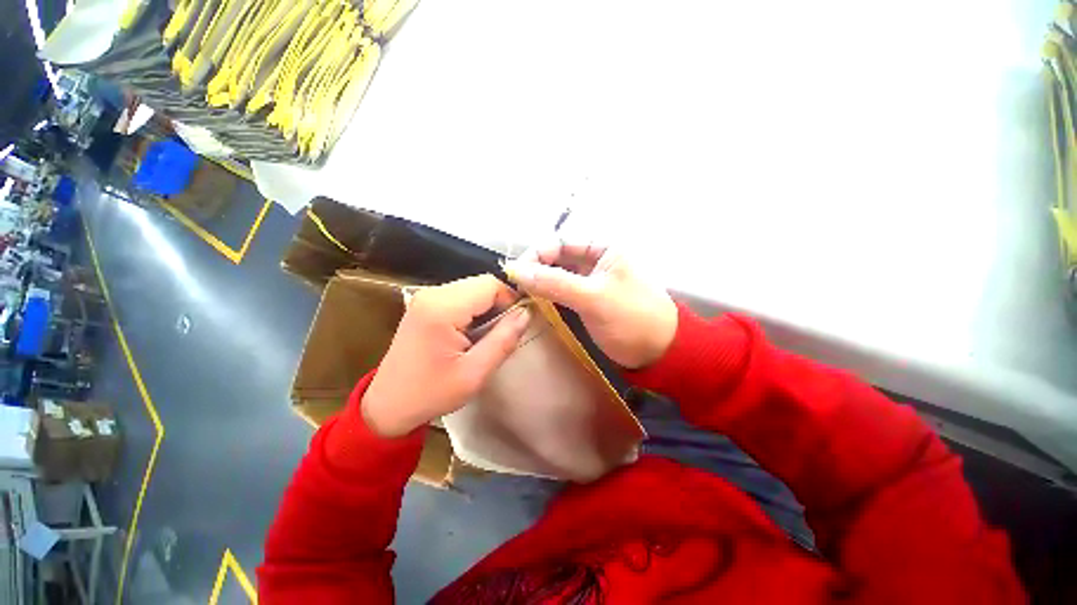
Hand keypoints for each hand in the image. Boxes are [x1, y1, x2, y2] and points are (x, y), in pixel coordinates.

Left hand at [362, 275, 530, 436]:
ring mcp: (427, 297)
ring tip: (487, 336)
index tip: (516, 324)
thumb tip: (526, 313)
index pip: (490, 284)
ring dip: (487, 308)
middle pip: (482, 283)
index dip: (510, 300)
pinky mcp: (426, 304)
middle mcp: (432, 294)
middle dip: (499, 304)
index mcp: (442, 308)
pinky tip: (472, 333)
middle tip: (502, 333)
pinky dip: (474, 310)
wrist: (389, 404)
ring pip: (473, 288)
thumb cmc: (431, 393)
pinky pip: (462, 296)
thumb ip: (503, 340)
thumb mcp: (474, 373)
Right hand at [503, 242, 676, 368]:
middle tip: (514, 285)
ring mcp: (591, 281)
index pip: (562, 242)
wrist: (658, 352)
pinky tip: (534, 301)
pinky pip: (562, 291)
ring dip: (540, 282)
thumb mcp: (594, 297)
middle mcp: (596, 260)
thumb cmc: (631, 318)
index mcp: (604, 248)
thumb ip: (555, 282)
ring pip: (558, 275)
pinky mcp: (587, 300)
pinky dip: (548, 295)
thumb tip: (516, 270)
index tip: (515, 271)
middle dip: (536, 268)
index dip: (537, 254)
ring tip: (520, 293)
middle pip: (558, 258)